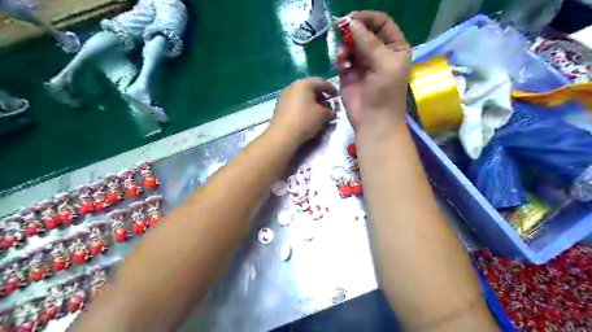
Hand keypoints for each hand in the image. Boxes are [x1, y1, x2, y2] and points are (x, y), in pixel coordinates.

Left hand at [271, 78, 336, 145]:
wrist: (283, 135)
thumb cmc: (305, 121)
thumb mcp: (323, 115)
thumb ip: (330, 111)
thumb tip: (330, 111)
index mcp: (305, 84)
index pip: (322, 83)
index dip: (332, 90)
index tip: (337, 97)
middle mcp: (293, 86)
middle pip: (310, 88)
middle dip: (321, 96)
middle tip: (327, 105)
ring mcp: (284, 96)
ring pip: (301, 96)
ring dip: (311, 102)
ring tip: (317, 112)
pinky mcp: (279, 106)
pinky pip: (295, 103)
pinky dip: (302, 107)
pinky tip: (306, 116)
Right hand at [335, 11, 412, 129]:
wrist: (373, 121)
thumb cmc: (385, 93)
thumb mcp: (384, 64)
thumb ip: (369, 42)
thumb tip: (351, 23)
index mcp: (394, 48)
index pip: (381, 23)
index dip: (366, 18)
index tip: (351, 19)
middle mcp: (378, 53)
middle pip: (363, 32)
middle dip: (352, 31)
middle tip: (340, 31)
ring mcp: (362, 64)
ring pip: (351, 45)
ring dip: (345, 47)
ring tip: (342, 57)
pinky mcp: (349, 74)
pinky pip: (342, 59)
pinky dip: (340, 59)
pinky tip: (341, 66)